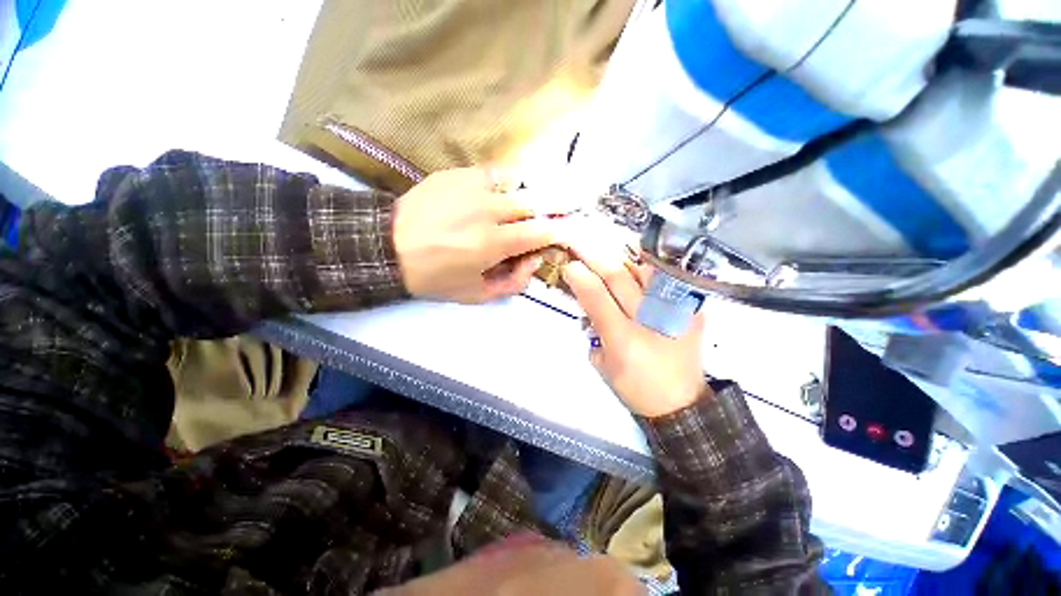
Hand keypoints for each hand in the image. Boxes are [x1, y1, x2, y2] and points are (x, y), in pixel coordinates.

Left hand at [393, 168, 556, 303]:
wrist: (388, 248)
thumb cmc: (435, 277)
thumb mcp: (477, 295)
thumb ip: (514, 282)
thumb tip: (534, 260)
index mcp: (493, 243)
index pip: (541, 232)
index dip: (557, 233)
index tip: (559, 235)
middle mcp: (488, 211)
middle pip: (535, 205)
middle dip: (547, 213)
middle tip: (546, 220)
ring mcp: (472, 187)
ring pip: (517, 186)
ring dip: (526, 199)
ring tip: (522, 208)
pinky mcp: (457, 174)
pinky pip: (494, 174)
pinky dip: (505, 185)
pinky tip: (499, 195)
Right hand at [560, 223, 708, 417]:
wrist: (682, 404)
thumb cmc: (635, 387)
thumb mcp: (602, 364)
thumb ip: (591, 330)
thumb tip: (586, 301)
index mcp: (623, 340)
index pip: (597, 298)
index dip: (580, 277)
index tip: (568, 264)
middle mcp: (650, 321)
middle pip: (619, 277)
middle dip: (594, 255)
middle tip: (579, 241)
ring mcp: (675, 311)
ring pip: (644, 269)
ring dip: (621, 253)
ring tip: (605, 241)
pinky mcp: (692, 309)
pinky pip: (665, 277)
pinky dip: (648, 264)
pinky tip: (634, 255)